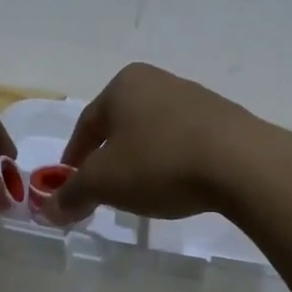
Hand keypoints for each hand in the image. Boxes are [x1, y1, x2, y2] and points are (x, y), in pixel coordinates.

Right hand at [52, 63, 267, 223]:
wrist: (242, 164)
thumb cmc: (160, 163)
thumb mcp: (105, 183)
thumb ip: (73, 194)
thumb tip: (49, 210)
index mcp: (124, 84)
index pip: (86, 125)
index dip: (73, 159)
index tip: (70, 187)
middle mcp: (157, 81)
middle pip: (120, 126)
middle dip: (108, 160)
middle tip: (104, 191)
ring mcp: (194, 97)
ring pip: (153, 133)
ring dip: (141, 160)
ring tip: (142, 192)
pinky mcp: (224, 119)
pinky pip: (184, 141)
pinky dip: (172, 162)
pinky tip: (177, 185)